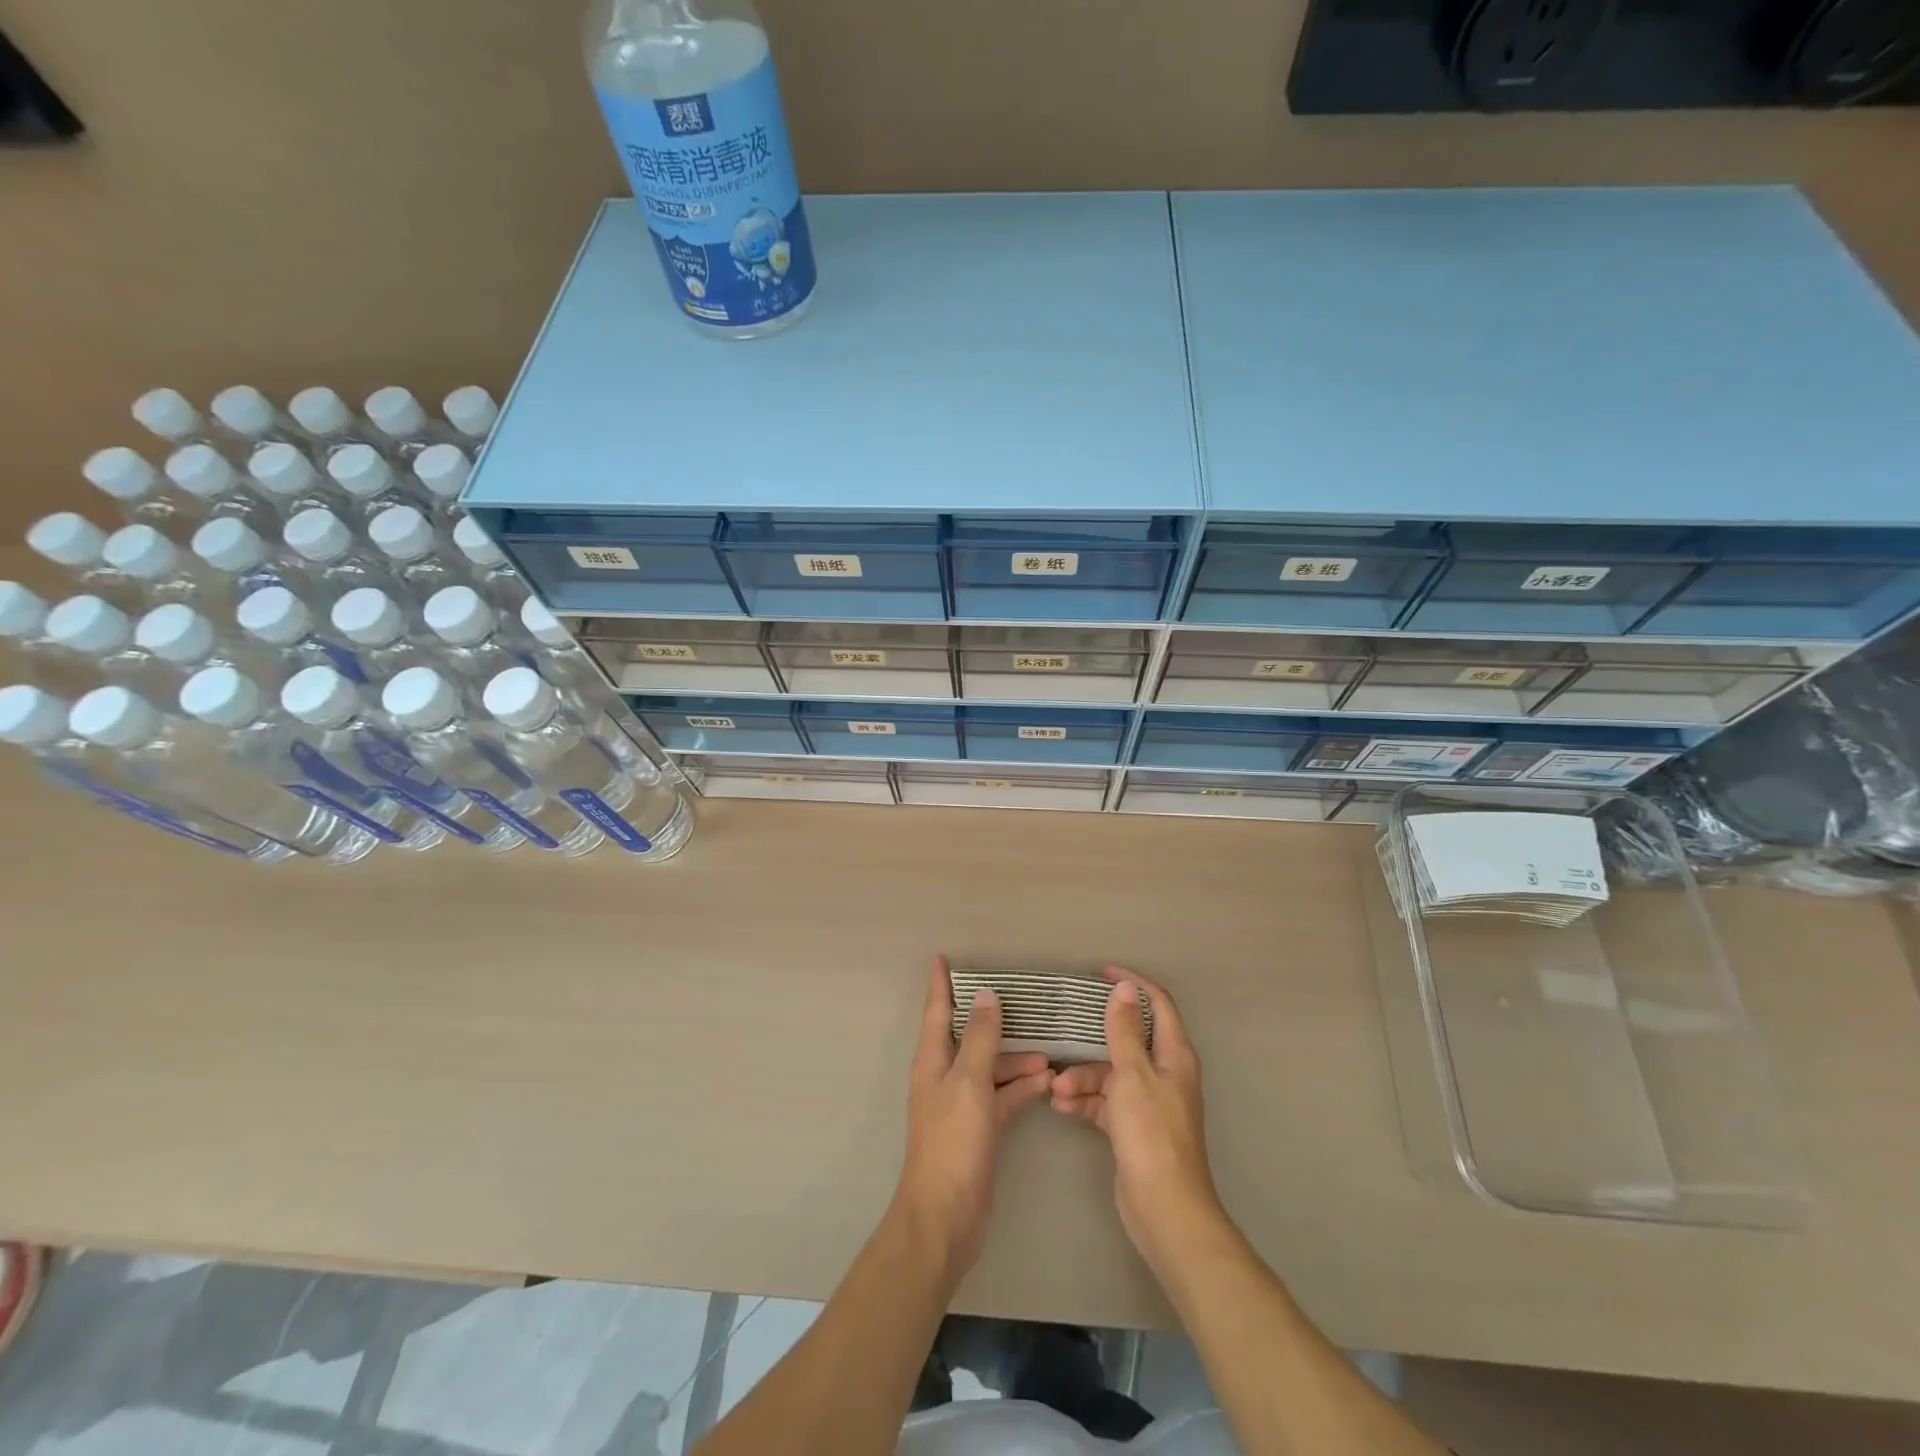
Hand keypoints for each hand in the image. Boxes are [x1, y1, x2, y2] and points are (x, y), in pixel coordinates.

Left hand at [893, 956, 1053, 1281]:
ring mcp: (962, 1104)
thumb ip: (979, 1038)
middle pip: (970, 1038)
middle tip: (1026, 1006)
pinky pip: (1002, 1097)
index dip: (941, 984)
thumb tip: (986, 995)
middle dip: (995, 1023)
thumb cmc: (953, 1142)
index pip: (937, 1010)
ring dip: (1016, 1060)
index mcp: (932, 1060)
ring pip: (991, 1068)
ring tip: (1051, 1056)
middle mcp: (945, 1076)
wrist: (946, 1217)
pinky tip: (1047, 1084)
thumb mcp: (969, 1082)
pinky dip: (1021, 1089)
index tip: (943, 957)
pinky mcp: (980, 1129)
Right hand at [1051, 967, 1222, 1270]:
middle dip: (1092, 1039)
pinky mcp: (1133, 1127)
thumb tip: (1124, 988)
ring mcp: (1148, 1102)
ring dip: (1082, 1077)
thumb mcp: (1133, 1075)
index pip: (1157, 1004)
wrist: (1164, 1209)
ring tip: (1056, 1090)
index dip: (1133, 984)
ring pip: (1110, 1074)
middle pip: (1127, 1040)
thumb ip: (1125, 1031)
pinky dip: (1085, 1101)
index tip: (1101, 973)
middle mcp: (1164, 1073)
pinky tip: (1061, 1107)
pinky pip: (1105, 1102)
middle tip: (1064, 1028)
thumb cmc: (1151, 1134)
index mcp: (1174, 1055)